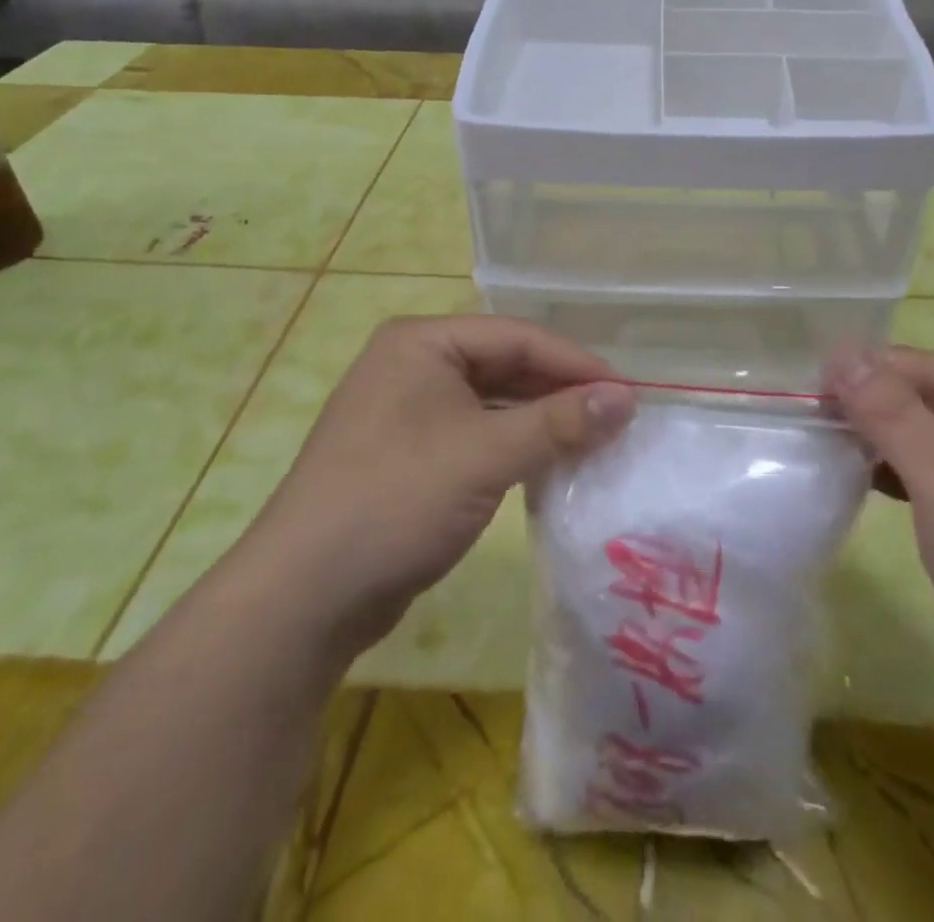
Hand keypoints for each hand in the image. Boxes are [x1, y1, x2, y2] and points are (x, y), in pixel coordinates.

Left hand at [245, 315, 635, 656]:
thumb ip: (559, 422)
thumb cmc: (396, 500)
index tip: (629, 392)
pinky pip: (476, 435)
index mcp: (423, 342)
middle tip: (616, 418)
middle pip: (506, 366)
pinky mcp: (410, 455)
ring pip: (493, 403)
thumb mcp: (486, 455)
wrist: (304, 596)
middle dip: (560, 391)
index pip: (517, 336)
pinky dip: (514, 446)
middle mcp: (414, 365)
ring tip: (594, 441)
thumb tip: (627, 398)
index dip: (576, 362)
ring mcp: (409, 411)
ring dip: (541, 421)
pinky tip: (549, 465)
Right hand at [826, 346, 933, 716]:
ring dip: (876, 440)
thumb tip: (842, 351)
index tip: (801, 411)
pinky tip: (873, 490)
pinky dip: (902, 471)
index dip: (848, 378)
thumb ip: (891, 410)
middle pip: (912, 391)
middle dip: (860, 408)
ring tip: (829, 463)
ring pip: (922, 429)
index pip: (900, 361)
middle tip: (809, 440)